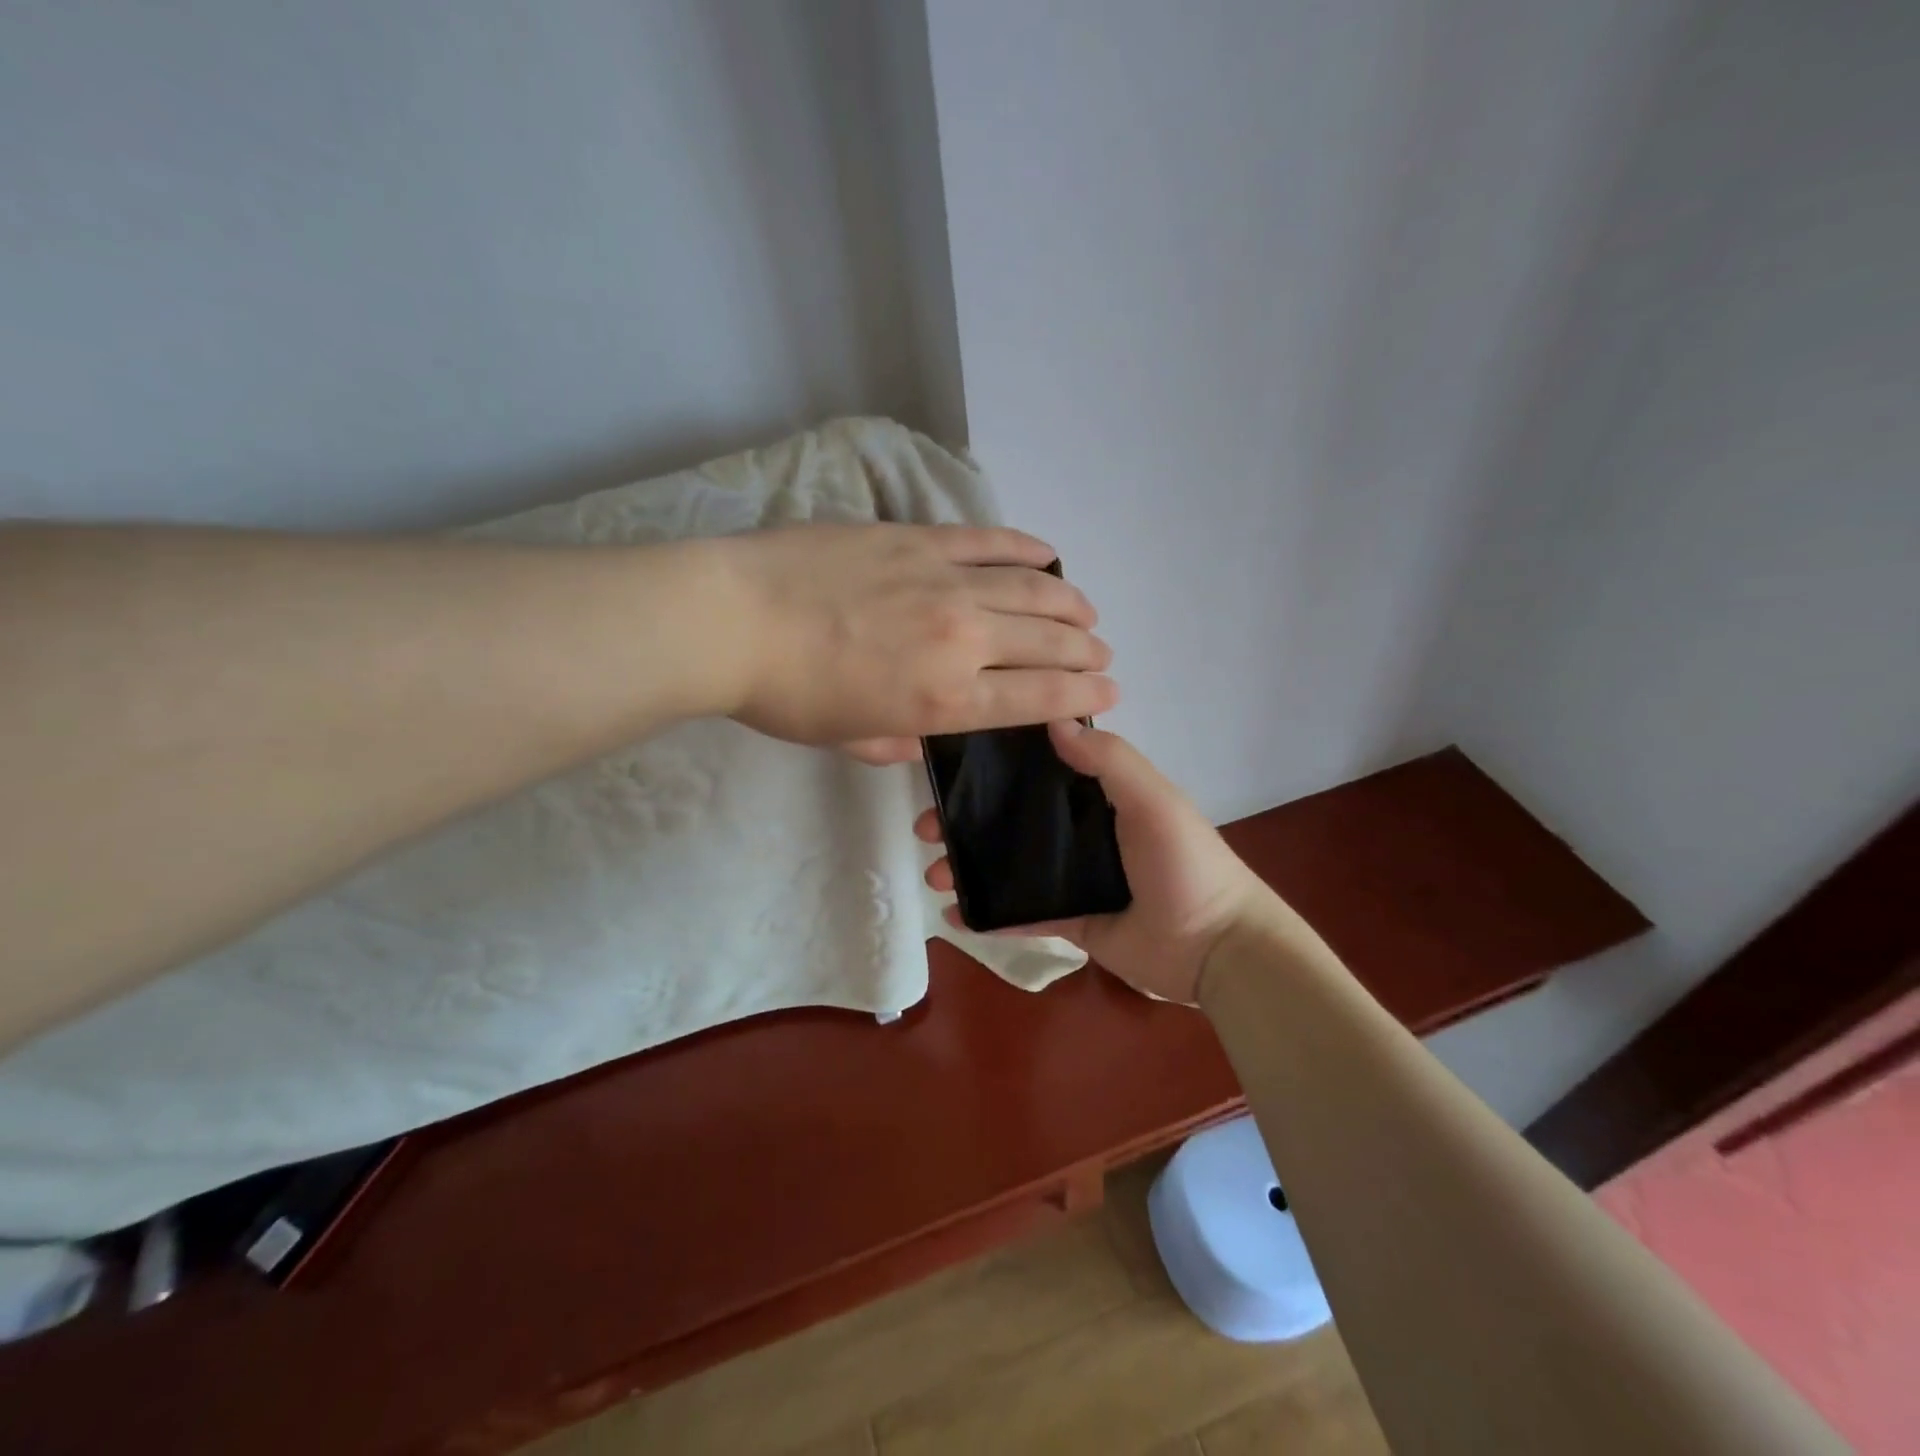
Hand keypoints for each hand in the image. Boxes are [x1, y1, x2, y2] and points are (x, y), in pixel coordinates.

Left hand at [708, 524, 1116, 750]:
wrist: (733, 620)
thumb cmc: (786, 695)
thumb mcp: (846, 738)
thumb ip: (894, 742)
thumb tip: (919, 737)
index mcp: (945, 701)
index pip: (1037, 699)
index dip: (1081, 696)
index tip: (1109, 692)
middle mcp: (962, 640)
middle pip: (1046, 643)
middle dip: (1085, 652)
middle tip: (1103, 653)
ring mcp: (945, 582)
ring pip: (1031, 589)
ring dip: (1069, 601)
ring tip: (1088, 610)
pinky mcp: (919, 539)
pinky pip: (987, 541)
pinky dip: (1024, 547)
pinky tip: (1047, 552)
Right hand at [916, 721, 1275, 1002]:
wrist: (1216, 947)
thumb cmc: (1184, 863)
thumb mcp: (1153, 800)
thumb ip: (1109, 760)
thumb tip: (1052, 720)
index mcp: (1100, 796)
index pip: (1039, 770)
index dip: (995, 767)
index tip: (951, 767)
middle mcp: (1081, 831)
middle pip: (1013, 819)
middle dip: (966, 820)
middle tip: (925, 827)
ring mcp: (1073, 878)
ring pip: (1010, 866)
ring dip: (970, 866)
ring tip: (935, 874)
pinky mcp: (1070, 922)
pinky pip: (1022, 915)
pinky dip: (989, 914)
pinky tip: (954, 914)